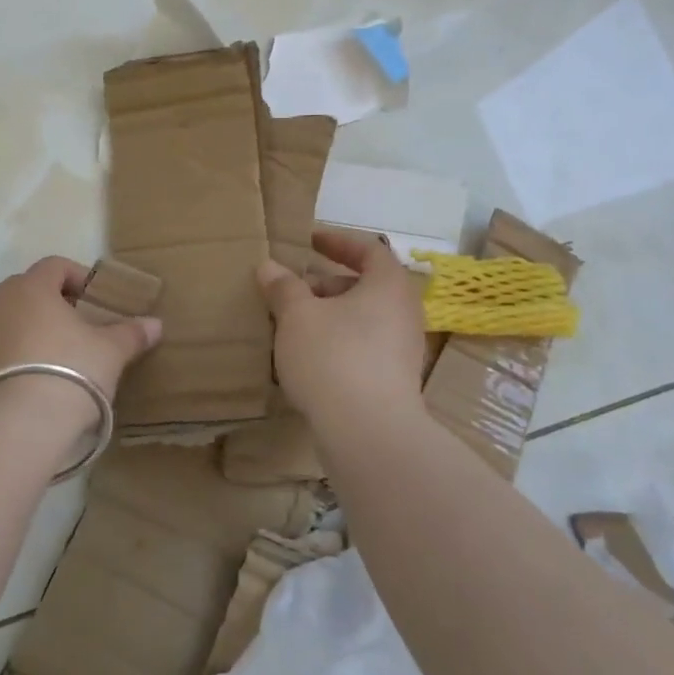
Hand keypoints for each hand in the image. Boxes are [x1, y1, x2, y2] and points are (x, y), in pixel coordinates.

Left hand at [0, 256, 162, 404]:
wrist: (16, 426)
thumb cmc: (70, 372)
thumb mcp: (110, 352)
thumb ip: (131, 333)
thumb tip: (155, 324)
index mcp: (30, 287)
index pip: (55, 266)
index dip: (78, 277)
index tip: (96, 299)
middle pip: (27, 291)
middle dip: (52, 304)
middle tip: (77, 328)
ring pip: (5, 319)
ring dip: (27, 329)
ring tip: (52, 356)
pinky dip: (9, 355)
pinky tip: (28, 381)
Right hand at [257, 230, 425, 421]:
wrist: (368, 433)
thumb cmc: (334, 357)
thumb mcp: (297, 315)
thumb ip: (283, 287)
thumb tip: (269, 266)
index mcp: (388, 286)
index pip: (369, 250)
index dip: (338, 242)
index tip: (309, 241)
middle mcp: (404, 313)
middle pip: (366, 286)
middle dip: (327, 285)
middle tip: (294, 289)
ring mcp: (403, 351)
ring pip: (363, 320)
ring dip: (330, 316)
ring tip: (293, 326)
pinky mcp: (394, 383)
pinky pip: (364, 349)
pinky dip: (338, 343)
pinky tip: (307, 360)